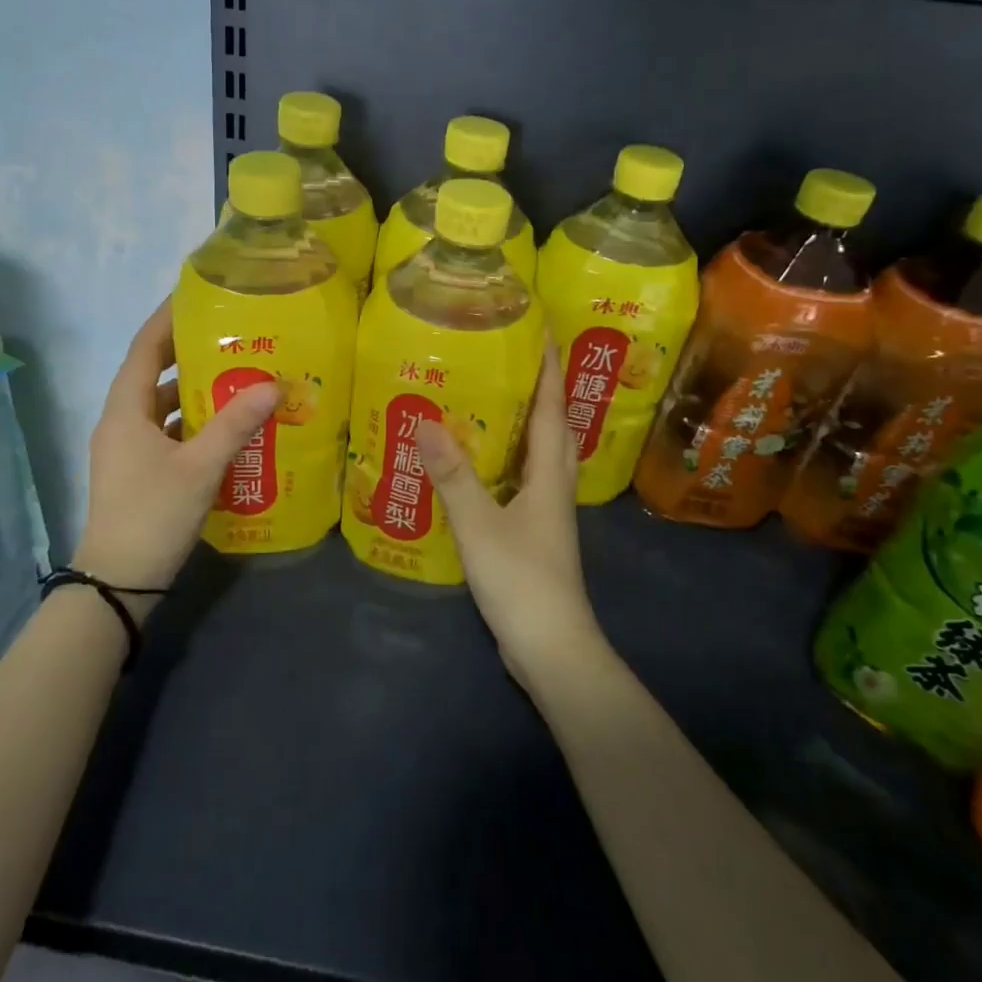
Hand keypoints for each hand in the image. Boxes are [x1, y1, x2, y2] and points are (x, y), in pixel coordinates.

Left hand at [72, 299, 279, 611]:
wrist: (118, 583)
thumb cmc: (153, 515)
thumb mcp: (200, 467)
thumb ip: (236, 424)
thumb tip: (274, 385)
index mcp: (125, 410)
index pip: (145, 348)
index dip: (168, 318)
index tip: (198, 295)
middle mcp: (122, 422)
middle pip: (156, 374)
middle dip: (191, 354)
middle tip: (234, 336)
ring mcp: (129, 449)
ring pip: (164, 407)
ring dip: (197, 392)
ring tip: (240, 377)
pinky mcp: (140, 472)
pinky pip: (169, 433)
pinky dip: (196, 424)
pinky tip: (230, 428)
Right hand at [416, 342, 602, 677]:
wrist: (551, 648)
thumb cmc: (521, 580)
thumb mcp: (479, 525)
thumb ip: (452, 475)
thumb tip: (426, 420)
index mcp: (549, 476)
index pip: (552, 410)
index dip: (549, 371)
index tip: (543, 333)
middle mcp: (555, 488)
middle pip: (555, 429)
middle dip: (543, 392)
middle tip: (516, 363)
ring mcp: (547, 514)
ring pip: (542, 457)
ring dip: (528, 426)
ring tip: (497, 403)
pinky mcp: (535, 535)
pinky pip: (526, 483)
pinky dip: (510, 463)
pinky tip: (483, 465)